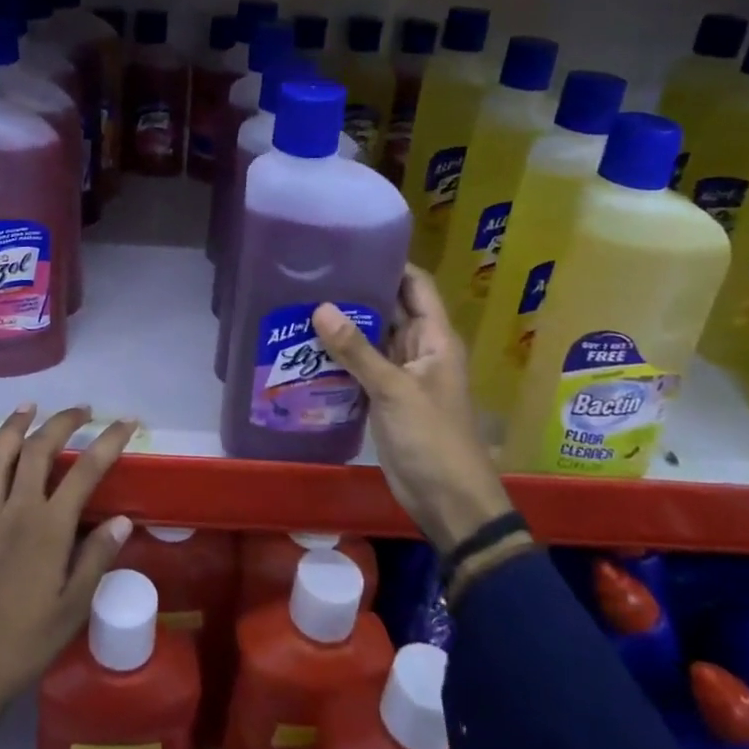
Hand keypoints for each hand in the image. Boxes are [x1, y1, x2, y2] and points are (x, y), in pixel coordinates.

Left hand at [0, 405, 135, 748]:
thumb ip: (97, 558)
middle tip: (82, 409)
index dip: (109, 441)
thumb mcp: (74, 608)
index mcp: (49, 529)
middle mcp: (16, 511)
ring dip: (14, 426)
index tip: (127, 422)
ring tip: (29, 406)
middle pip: (39, 451)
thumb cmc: (27, 643)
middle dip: (62, 422)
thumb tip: (123, 519)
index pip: (86, 471)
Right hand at [312, 265, 515, 551]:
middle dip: (356, 292)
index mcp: (435, 338)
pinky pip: (361, 367)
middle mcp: (419, 349)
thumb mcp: (394, 391)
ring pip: (372, 338)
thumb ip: (357, 350)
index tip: (351, 246)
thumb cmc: (433, 439)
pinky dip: (340, 357)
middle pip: (390, 308)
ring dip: (344, 325)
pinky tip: (307, 347)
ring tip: (300, 302)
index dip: (390, 263)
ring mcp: (401, 374)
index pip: (415, 285)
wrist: (448, 501)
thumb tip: (320, 308)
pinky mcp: (385, 397)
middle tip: (311, 273)